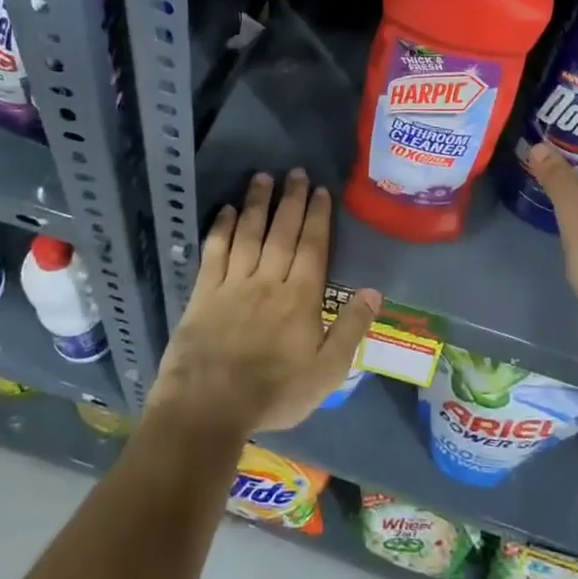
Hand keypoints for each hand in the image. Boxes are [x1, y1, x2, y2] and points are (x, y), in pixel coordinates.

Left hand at [150, 170, 380, 435]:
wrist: (209, 406)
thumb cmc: (274, 393)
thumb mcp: (327, 372)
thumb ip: (351, 329)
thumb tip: (373, 291)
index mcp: (300, 297)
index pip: (312, 247)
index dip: (317, 216)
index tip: (321, 190)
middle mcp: (268, 280)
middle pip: (282, 232)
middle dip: (291, 199)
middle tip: (295, 172)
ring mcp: (233, 284)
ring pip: (249, 234)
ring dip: (257, 203)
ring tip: (263, 176)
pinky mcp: (204, 292)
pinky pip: (214, 252)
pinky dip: (222, 229)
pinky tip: (227, 210)